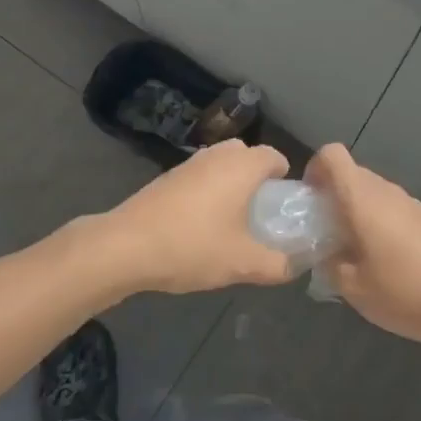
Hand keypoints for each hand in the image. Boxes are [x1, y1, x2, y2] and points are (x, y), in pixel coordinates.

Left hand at [98, 140, 294, 295]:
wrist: (126, 245)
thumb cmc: (193, 246)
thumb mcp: (243, 263)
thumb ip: (276, 265)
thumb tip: (294, 265)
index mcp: (242, 165)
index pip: (274, 156)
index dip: (284, 179)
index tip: (284, 208)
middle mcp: (217, 155)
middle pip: (247, 157)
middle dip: (257, 180)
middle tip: (260, 215)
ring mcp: (188, 163)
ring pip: (221, 166)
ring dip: (230, 186)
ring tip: (232, 224)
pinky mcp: (167, 177)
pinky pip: (199, 177)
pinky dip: (207, 193)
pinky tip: (200, 227)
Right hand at [305, 144, 420, 354]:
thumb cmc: (402, 292)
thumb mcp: (351, 287)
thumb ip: (328, 263)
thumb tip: (325, 252)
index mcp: (362, 198)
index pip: (332, 155)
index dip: (315, 168)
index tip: (310, 199)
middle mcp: (387, 191)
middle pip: (352, 174)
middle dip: (334, 195)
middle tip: (327, 232)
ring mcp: (412, 202)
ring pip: (374, 192)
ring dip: (359, 210)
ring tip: (357, 250)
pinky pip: (395, 208)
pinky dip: (382, 221)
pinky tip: (388, 259)